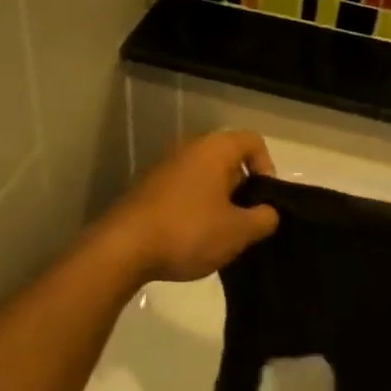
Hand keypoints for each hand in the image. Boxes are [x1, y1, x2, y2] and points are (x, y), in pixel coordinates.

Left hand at [98, 133, 279, 284]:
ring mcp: (164, 167)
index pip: (253, 142)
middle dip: (243, 189)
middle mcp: (188, 148)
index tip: (265, 201)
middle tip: (245, 222)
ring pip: (205, 177)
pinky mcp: (148, 188)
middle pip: (228, 159)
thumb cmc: (188, 231)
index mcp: (214, 149)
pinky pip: (184, 190)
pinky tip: (193, 238)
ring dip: (219, 202)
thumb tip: (268, 212)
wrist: (123, 248)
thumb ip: (264, 218)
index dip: (268, 168)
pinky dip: (195, 208)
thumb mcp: (238, 231)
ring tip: (221, 235)